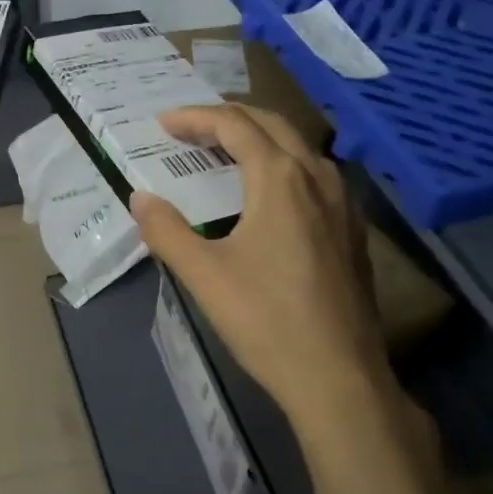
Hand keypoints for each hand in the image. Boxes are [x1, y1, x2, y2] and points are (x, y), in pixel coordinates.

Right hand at [130, 104, 394, 433]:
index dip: (196, 118)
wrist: (338, 376)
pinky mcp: (352, 231)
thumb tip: (140, 199)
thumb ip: (166, 230)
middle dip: (229, 117)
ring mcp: (342, 204)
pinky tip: (268, 195)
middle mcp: (317, 178)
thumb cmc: (265, 320)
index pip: (235, 125)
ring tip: (225, 152)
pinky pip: (314, 175)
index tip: (164, 123)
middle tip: (191, 127)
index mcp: (280, 179)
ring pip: (299, 148)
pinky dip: (283, 165)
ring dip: (259, 138)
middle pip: (272, 124)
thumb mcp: (203, 275)